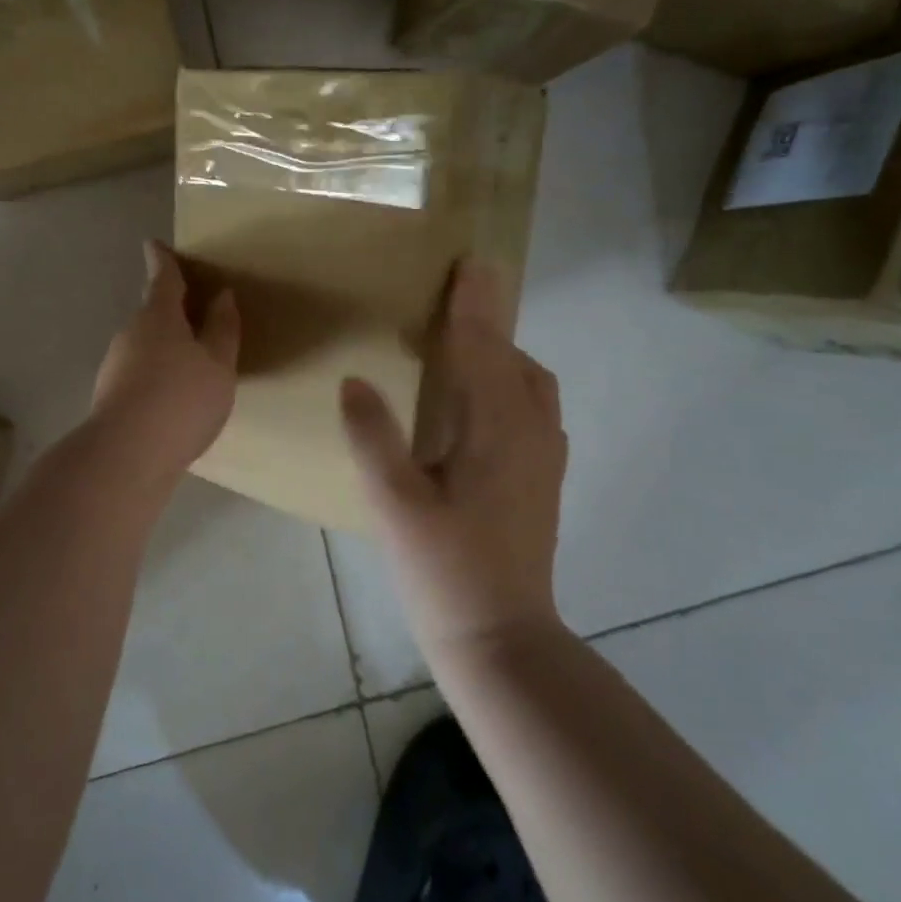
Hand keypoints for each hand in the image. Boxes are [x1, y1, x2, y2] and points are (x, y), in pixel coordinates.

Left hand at [89, 241, 239, 488]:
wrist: (127, 455)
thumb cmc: (181, 400)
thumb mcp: (218, 365)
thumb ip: (223, 329)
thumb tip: (222, 296)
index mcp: (158, 316)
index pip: (162, 278)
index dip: (163, 260)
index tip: (155, 244)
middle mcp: (131, 334)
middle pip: (152, 313)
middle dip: (171, 310)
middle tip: (195, 312)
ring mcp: (115, 365)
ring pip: (145, 345)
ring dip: (165, 346)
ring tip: (192, 364)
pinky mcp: (109, 395)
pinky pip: (139, 372)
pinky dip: (156, 374)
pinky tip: (172, 399)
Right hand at [339, 261, 567, 658]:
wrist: (501, 638)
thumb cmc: (443, 570)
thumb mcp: (394, 504)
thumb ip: (373, 437)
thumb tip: (355, 380)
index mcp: (496, 430)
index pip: (484, 349)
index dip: (472, 305)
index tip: (468, 263)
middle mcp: (531, 433)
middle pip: (515, 359)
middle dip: (489, 322)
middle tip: (455, 299)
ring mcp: (545, 458)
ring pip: (531, 384)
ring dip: (502, 354)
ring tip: (464, 346)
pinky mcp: (544, 479)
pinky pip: (532, 409)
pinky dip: (510, 384)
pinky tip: (480, 403)